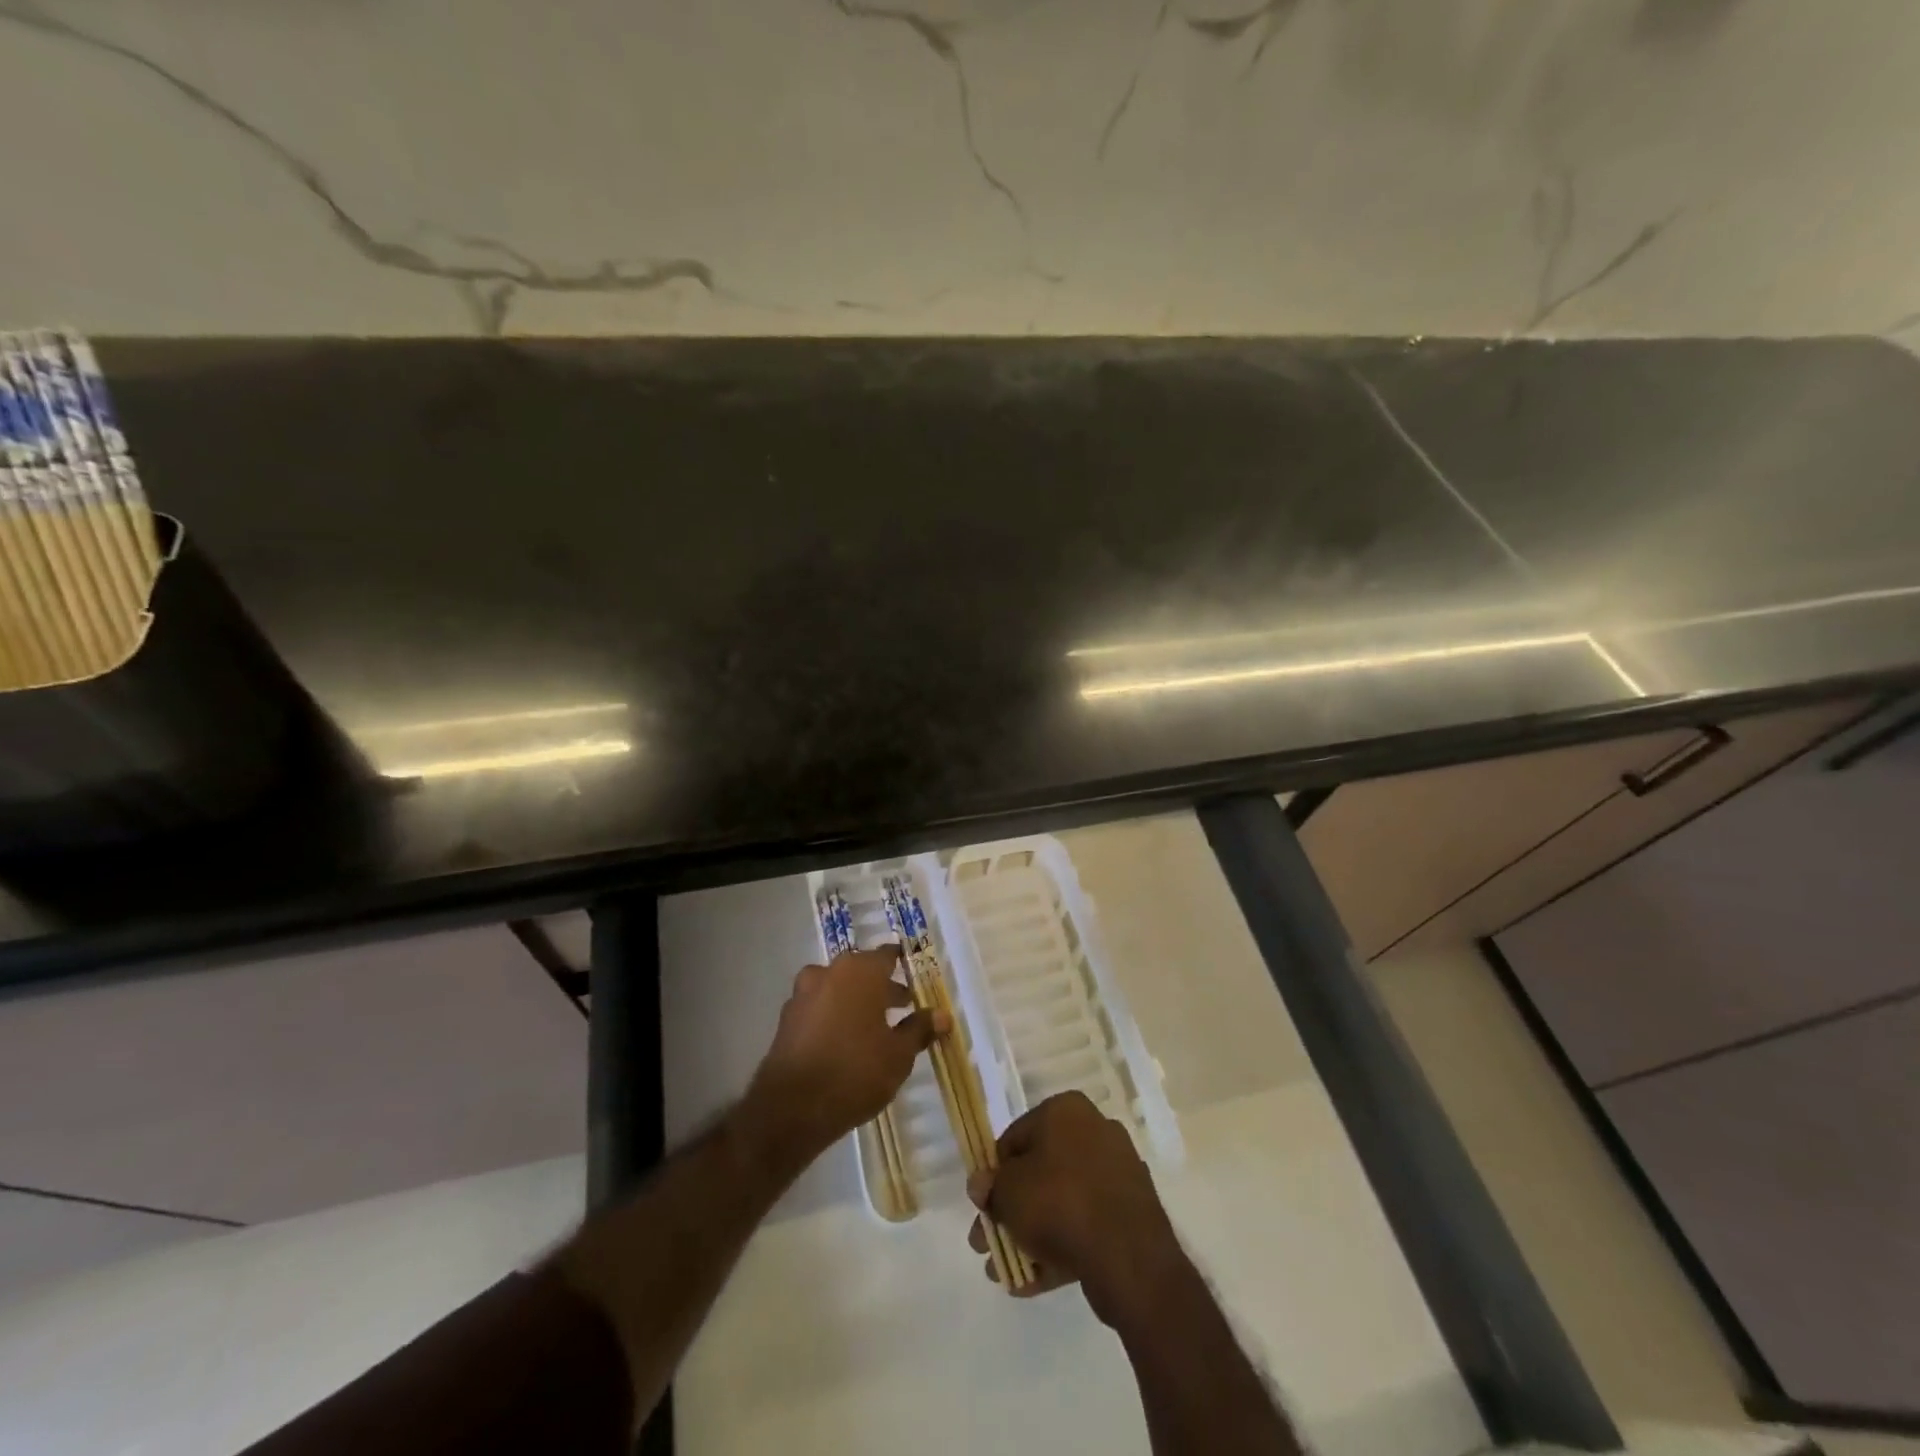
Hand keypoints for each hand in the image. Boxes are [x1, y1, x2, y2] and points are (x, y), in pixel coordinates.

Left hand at [745, 945, 946, 1163]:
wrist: (791, 1108)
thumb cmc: (856, 1072)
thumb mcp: (898, 1055)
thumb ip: (919, 1029)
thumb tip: (942, 1016)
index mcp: (860, 971)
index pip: (887, 955)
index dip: (903, 966)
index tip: (916, 980)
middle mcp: (830, 972)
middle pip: (861, 970)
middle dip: (881, 986)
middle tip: (901, 1007)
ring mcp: (804, 993)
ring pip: (837, 988)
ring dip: (855, 1000)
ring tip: (872, 1028)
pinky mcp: (787, 1018)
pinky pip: (819, 1007)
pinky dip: (833, 1015)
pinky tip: (844, 1042)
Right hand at [967, 1091, 1185, 1325]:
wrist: (1129, 1256)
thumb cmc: (1059, 1203)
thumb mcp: (1008, 1192)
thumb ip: (990, 1187)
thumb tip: (982, 1184)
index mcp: (1066, 1110)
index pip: (1015, 1138)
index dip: (994, 1174)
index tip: (983, 1207)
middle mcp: (1094, 1131)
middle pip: (1039, 1172)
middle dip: (1011, 1211)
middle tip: (987, 1245)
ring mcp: (1117, 1172)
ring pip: (1061, 1201)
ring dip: (1032, 1234)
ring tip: (1007, 1272)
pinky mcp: (1131, 1211)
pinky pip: (1086, 1224)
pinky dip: (1060, 1247)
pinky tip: (1034, 1281)